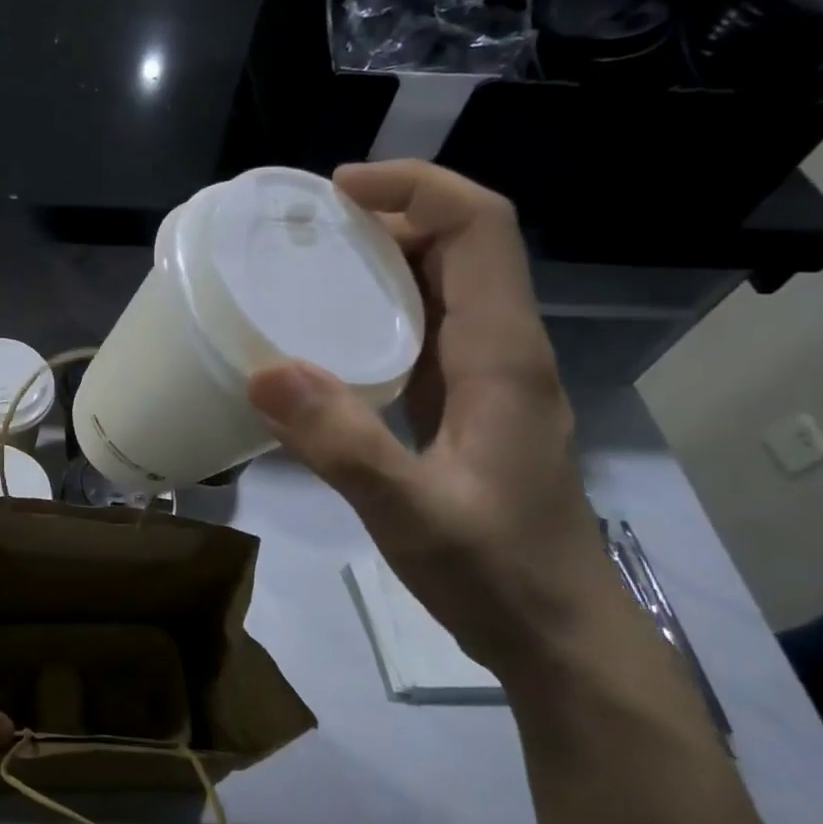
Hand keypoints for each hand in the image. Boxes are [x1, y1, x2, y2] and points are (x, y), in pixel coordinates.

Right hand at [247, 161, 625, 676]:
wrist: (559, 636)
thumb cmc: (497, 574)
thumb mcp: (412, 512)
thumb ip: (342, 443)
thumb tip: (263, 370)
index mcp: (502, 355)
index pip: (480, 230)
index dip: (417, 187)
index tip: (337, 190)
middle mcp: (502, 352)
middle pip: (462, 246)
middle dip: (391, 214)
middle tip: (305, 229)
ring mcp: (487, 381)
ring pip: (444, 288)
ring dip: (385, 259)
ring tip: (308, 266)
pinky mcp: (467, 409)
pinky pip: (427, 333)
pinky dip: (380, 311)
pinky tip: (329, 337)